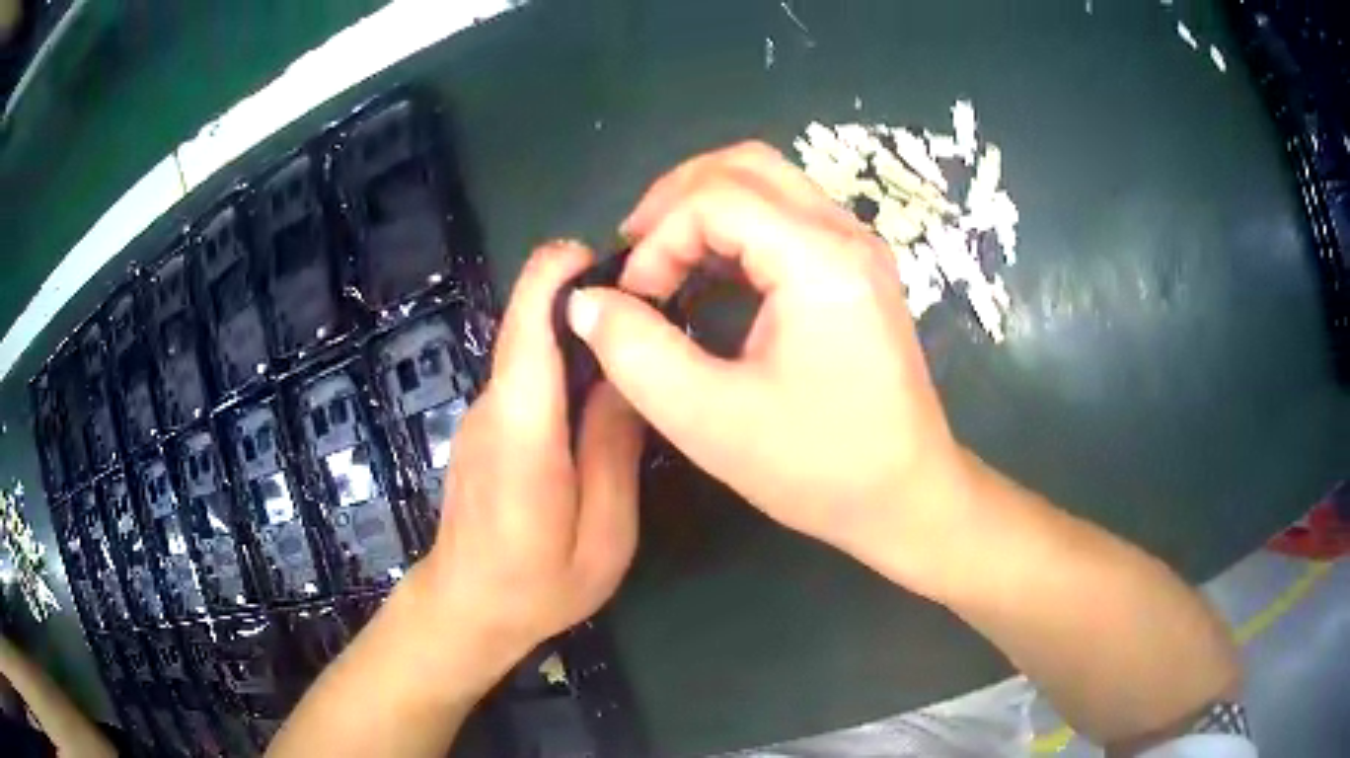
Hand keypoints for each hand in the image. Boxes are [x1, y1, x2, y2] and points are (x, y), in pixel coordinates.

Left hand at [417, 241, 644, 685]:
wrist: (466, 608)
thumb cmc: (538, 584)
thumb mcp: (603, 534)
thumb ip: (614, 450)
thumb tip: (628, 377)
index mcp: (523, 430)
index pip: (525, 326)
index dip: (555, 275)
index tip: (603, 257)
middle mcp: (492, 406)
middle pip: (530, 328)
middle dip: (585, 304)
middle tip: (653, 315)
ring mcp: (481, 415)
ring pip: (531, 354)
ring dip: (578, 340)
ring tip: (637, 355)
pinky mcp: (483, 427)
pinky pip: (526, 382)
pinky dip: (562, 371)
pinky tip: (598, 401)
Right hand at [565, 142, 973, 590]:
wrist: (906, 495)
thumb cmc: (818, 467)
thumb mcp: (709, 420)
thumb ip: (635, 353)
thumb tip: (586, 301)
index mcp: (819, 259)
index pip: (715, 198)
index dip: (658, 238)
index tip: (634, 299)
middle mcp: (846, 234)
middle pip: (745, 165)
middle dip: (675, 198)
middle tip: (636, 253)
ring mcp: (858, 248)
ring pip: (768, 182)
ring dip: (704, 206)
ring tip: (662, 259)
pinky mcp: (858, 270)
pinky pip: (788, 215)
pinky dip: (736, 228)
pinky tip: (709, 272)